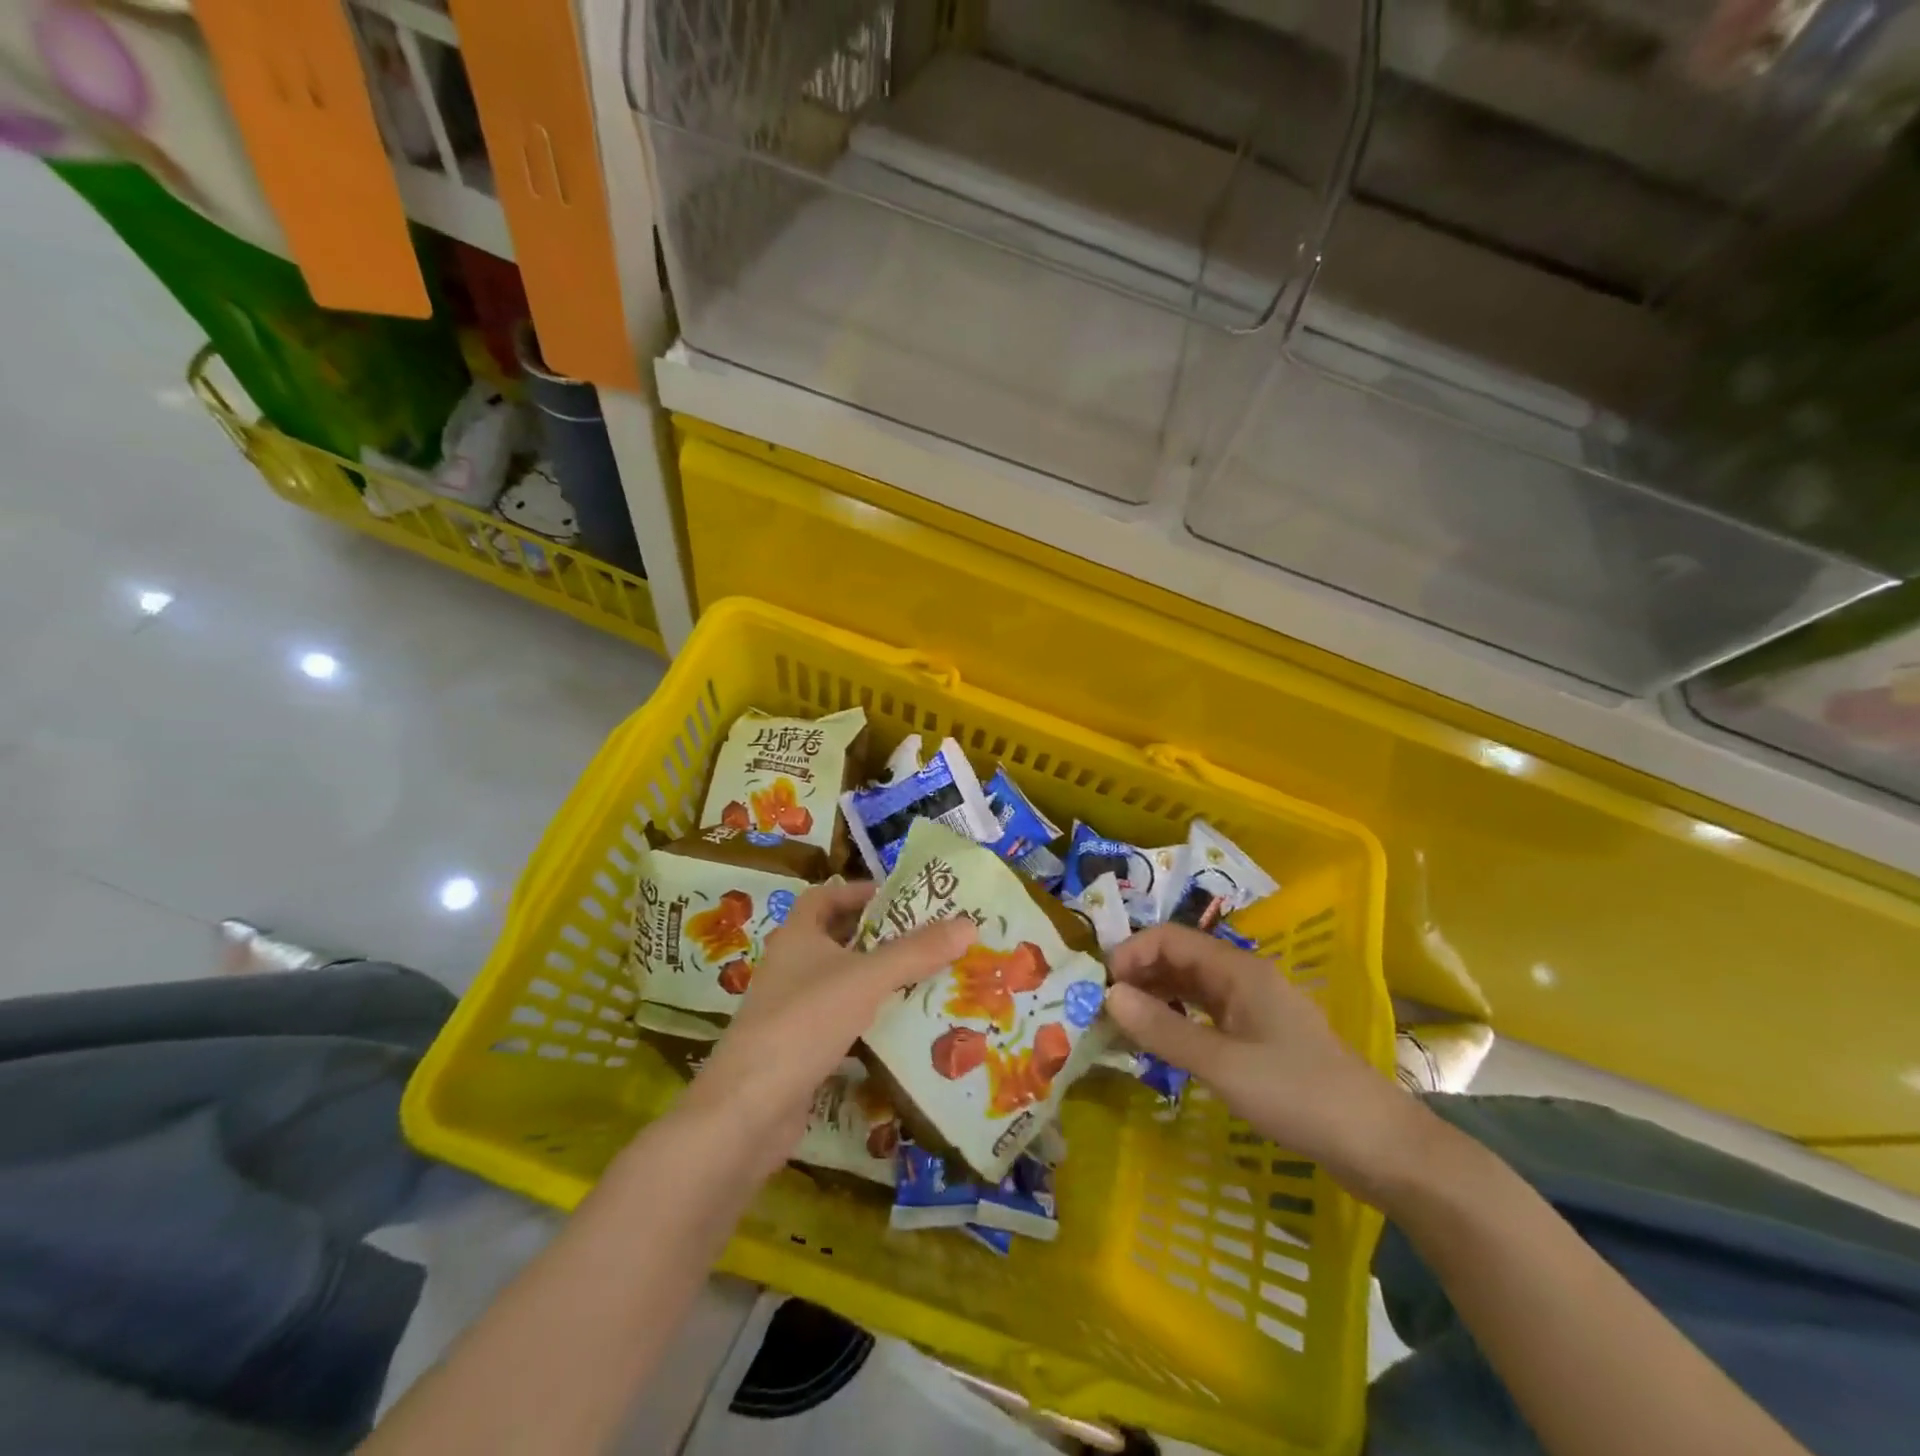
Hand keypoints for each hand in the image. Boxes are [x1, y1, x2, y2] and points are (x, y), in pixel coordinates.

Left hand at [679, 881, 974, 1173]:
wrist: (748, 1110)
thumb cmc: (804, 1022)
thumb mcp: (866, 979)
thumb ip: (916, 952)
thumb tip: (968, 923)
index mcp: (797, 936)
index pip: (826, 896)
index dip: (860, 891)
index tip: (902, 897)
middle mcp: (791, 967)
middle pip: (837, 939)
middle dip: (880, 937)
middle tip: (928, 938)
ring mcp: (792, 1011)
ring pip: (842, 984)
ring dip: (878, 980)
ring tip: (927, 979)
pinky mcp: (799, 1050)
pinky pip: (841, 1023)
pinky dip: (870, 1020)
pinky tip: (903, 1029)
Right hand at [1106, 925, 1420, 1200]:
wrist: (1379, 1146)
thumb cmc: (1299, 1095)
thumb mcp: (1222, 1064)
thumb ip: (1163, 1029)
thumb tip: (1108, 995)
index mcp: (1238, 970)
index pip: (1171, 939)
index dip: (1131, 953)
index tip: (1100, 986)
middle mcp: (1244, 978)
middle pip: (1180, 959)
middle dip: (1139, 975)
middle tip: (1103, 1007)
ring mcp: (1254, 1008)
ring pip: (1192, 987)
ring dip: (1156, 998)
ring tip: (1123, 1024)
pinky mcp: (1260, 1036)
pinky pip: (1206, 1013)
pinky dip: (1178, 1020)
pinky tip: (1161, 1042)